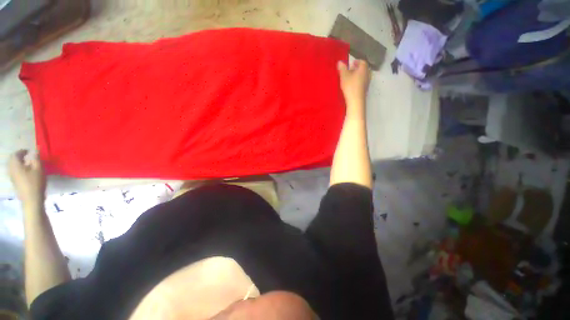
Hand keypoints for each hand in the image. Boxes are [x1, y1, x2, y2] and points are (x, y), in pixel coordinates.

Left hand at [8, 150, 45, 206]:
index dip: (22, 151)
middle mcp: (11, 169)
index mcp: (16, 164)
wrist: (31, 199)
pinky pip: (14, 172)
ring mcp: (12, 177)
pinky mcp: (15, 182)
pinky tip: (25, 172)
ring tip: (27, 164)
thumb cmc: (35, 182)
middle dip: (19, 157)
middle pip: (12, 160)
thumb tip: (35, 150)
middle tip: (27, 156)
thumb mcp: (39, 169)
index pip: (16, 154)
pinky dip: (19, 169)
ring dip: (19, 163)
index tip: (29, 151)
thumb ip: (36, 158)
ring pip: (13, 166)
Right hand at [337, 59, 370, 111]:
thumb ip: (342, 68)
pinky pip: (362, 82)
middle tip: (350, 70)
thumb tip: (340, 62)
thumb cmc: (350, 86)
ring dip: (357, 75)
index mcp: (363, 69)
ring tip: (350, 78)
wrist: (356, 100)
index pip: (362, 62)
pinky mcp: (365, 89)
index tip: (351, 63)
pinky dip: (358, 81)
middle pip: (363, 69)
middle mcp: (367, 74)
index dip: (357, 61)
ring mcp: (367, 82)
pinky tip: (352, 85)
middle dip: (357, 69)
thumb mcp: (344, 76)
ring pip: (363, 76)